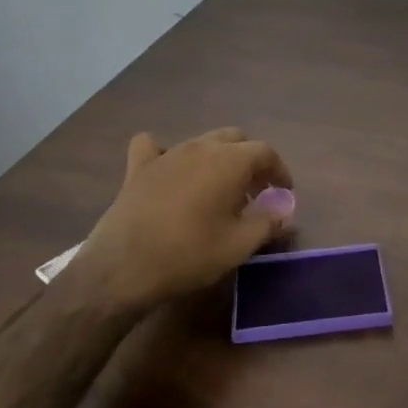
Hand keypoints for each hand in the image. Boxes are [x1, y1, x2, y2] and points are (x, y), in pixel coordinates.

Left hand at [63, 127, 295, 316]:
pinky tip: (169, 170)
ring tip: (219, 190)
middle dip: (250, 161)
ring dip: (217, 159)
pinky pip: (155, 147)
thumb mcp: (240, 245)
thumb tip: (284, 209)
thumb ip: (268, 222)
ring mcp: (166, 154)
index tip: (283, 193)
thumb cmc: (190, 254)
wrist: (123, 268)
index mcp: (230, 161)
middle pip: (235, 139)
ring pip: (201, 142)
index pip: (265, 152)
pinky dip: (166, 154)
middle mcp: (200, 147)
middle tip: (254, 192)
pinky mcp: (138, 168)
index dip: (279, 171)